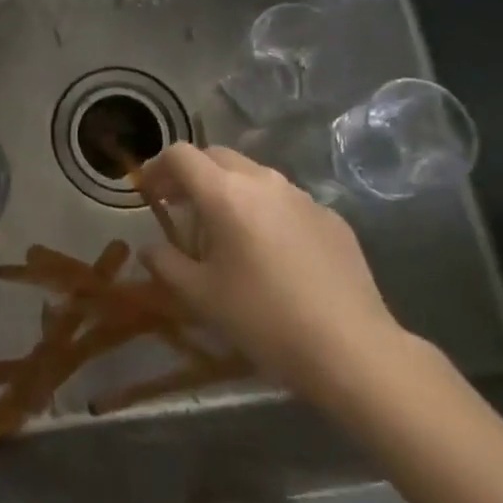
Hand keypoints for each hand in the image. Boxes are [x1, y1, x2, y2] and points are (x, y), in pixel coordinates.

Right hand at [139, 143, 410, 413]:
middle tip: (181, 209)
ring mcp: (301, 196)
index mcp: (225, 193)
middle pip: (216, 156)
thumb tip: (150, 248)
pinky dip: (265, 211)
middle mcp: (263, 181)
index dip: (158, 168)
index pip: (180, 154)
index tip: (149, 194)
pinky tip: (271, 253)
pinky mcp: (330, 216)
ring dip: (229, 191)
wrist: (352, 348)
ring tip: (226, 233)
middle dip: (193, 175)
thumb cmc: (264, 319)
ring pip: (253, 176)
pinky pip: (285, 201)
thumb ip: (166, 264)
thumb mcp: (201, 296)